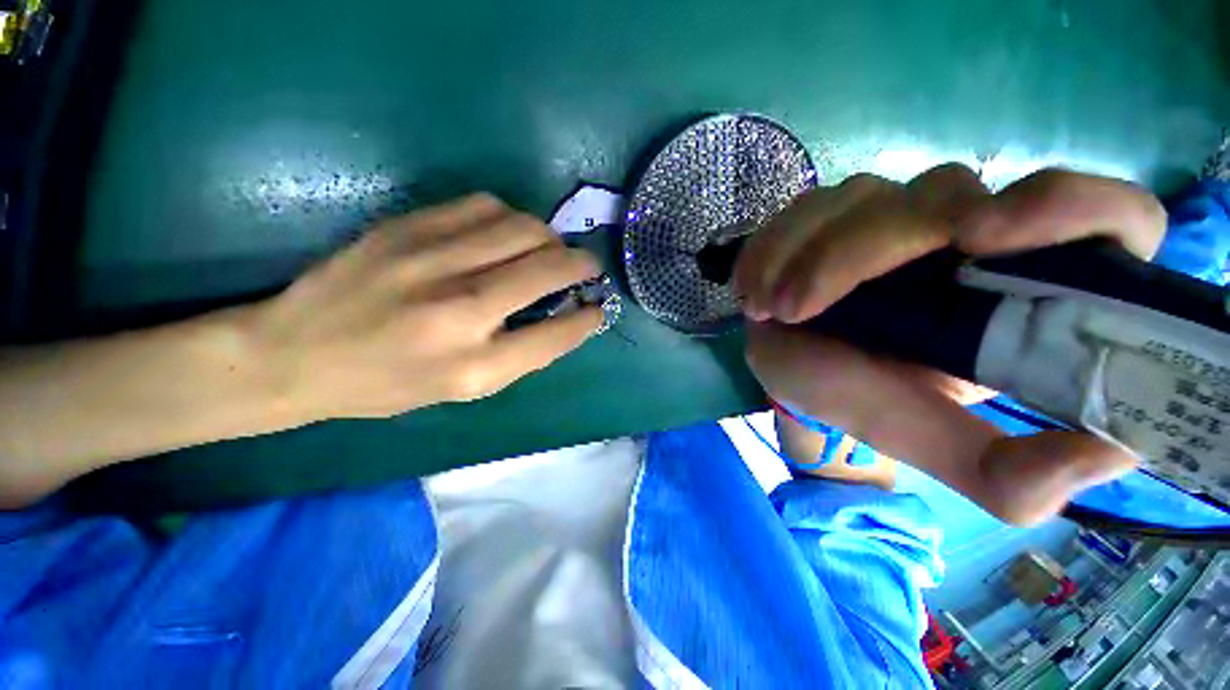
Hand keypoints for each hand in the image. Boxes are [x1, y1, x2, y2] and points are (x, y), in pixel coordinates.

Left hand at [253, 193, 602, 420]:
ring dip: (551, 237)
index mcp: (474, 367)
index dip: (587, 318)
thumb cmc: (387, 384)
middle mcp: (459, 311)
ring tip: (549, 249)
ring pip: (523, 228)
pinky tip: (506, 233)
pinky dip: (511, 218)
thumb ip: (520, 354)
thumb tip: (564, 316)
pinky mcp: (407, 228)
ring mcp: (431, 262)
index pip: (556, 334)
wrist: (293, 354)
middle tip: (587, 267)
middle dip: (583, 264)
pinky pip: (484, 206)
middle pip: (548, 268)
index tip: (597, 307)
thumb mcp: (463, 391)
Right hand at [735, 165, 1166, 524]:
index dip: (1065, 206)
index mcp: (1025, 291)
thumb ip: (1011, 475)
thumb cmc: (869, 401)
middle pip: (943, 195)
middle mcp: (972, 234)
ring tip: (766, 307)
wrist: (801, 375)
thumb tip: (1111, 455)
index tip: (980, 238)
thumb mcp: (934, 444)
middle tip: (792, 309)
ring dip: (800, 251)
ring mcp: (898, 213)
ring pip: (863, 196)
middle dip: (856, 252)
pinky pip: (807, 206)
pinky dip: (772, 244)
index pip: (1107, 218)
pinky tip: (753, 286)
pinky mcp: (838, 213)